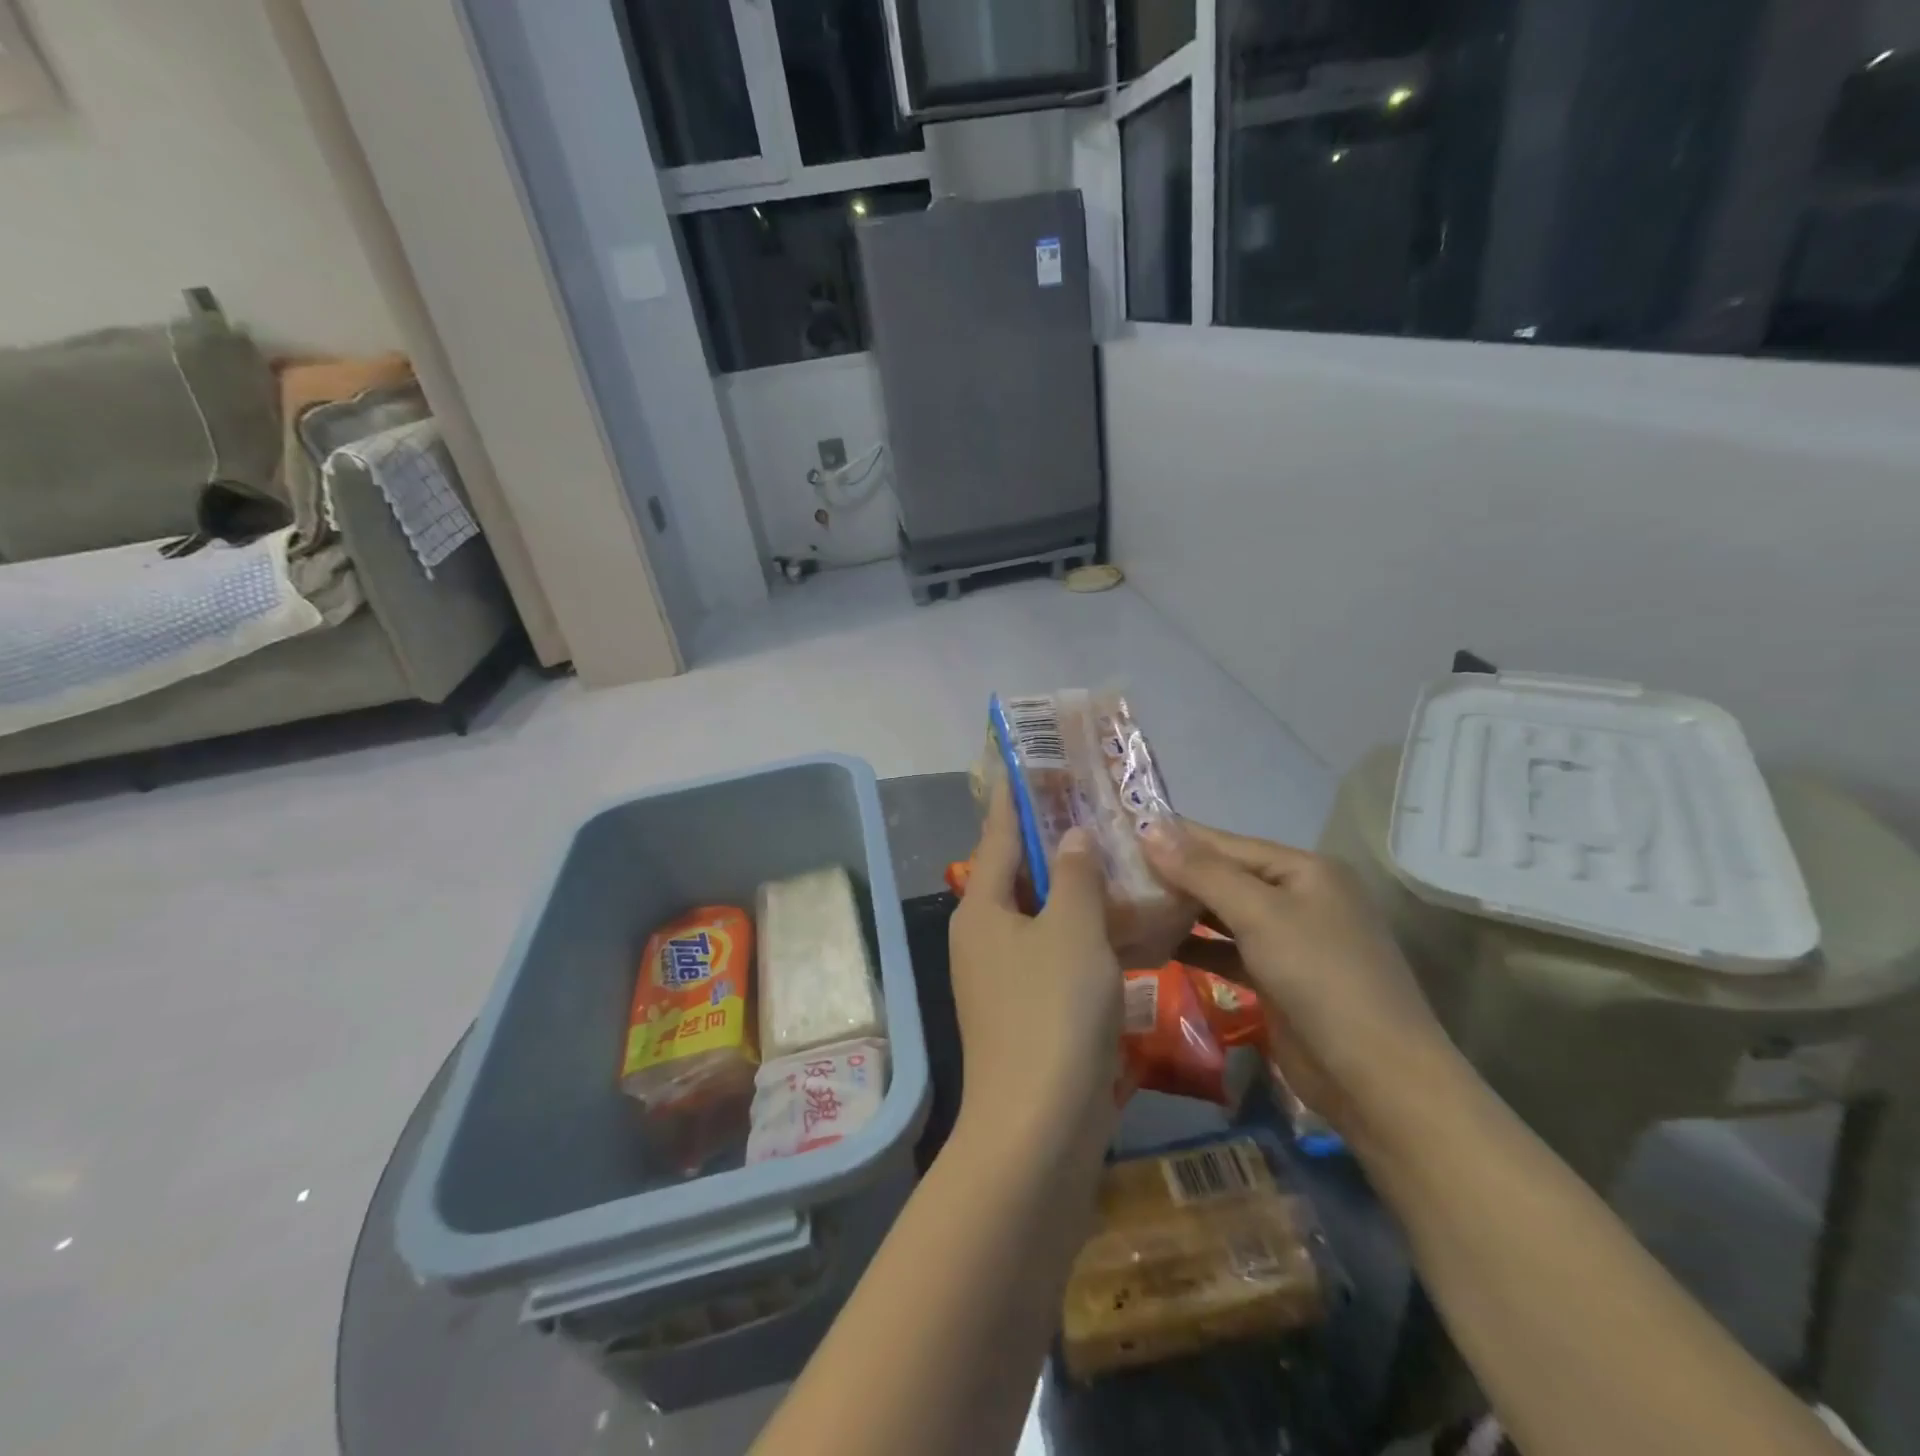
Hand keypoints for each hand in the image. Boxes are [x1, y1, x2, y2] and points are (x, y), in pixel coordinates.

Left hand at [948, 783, 1124, 1161]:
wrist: (1038, 1130)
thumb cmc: (1052, 1012)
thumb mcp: (1072, 930)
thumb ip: (1074, 877)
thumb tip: (1071, 837)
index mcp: (982, 909)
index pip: (999, 836)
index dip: (1016, 799)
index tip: (1030, 765)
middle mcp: (983, 938)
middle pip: (1019, 876)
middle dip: (1054, 845)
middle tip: (1094, 811)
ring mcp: (1002, 980)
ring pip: (1041, 918)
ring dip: (1074, 892)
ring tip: (1116, 861)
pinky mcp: (1027, 1014)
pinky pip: (1054, 956)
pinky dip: (1082, 936)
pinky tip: (1121, 929)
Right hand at [1142, 821, 1454, 1144]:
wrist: (1377, 1080)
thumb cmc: (1322, 979)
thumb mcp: (1261, 915)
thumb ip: (1203, 872)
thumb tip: (1149, 828)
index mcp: (1303, 870)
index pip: (1226, 843)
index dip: (1174, 837)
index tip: (1121, 830)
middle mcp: (1296, 897)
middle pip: (1222, 876)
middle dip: (1172, 874)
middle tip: (1111, 869)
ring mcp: (1288, 940)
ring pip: (1221, 915)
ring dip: (1178, 910)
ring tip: (1122, 901)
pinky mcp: (1275, 979)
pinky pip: (1225, 950)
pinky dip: (1193, 947)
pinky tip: (1152, 943)